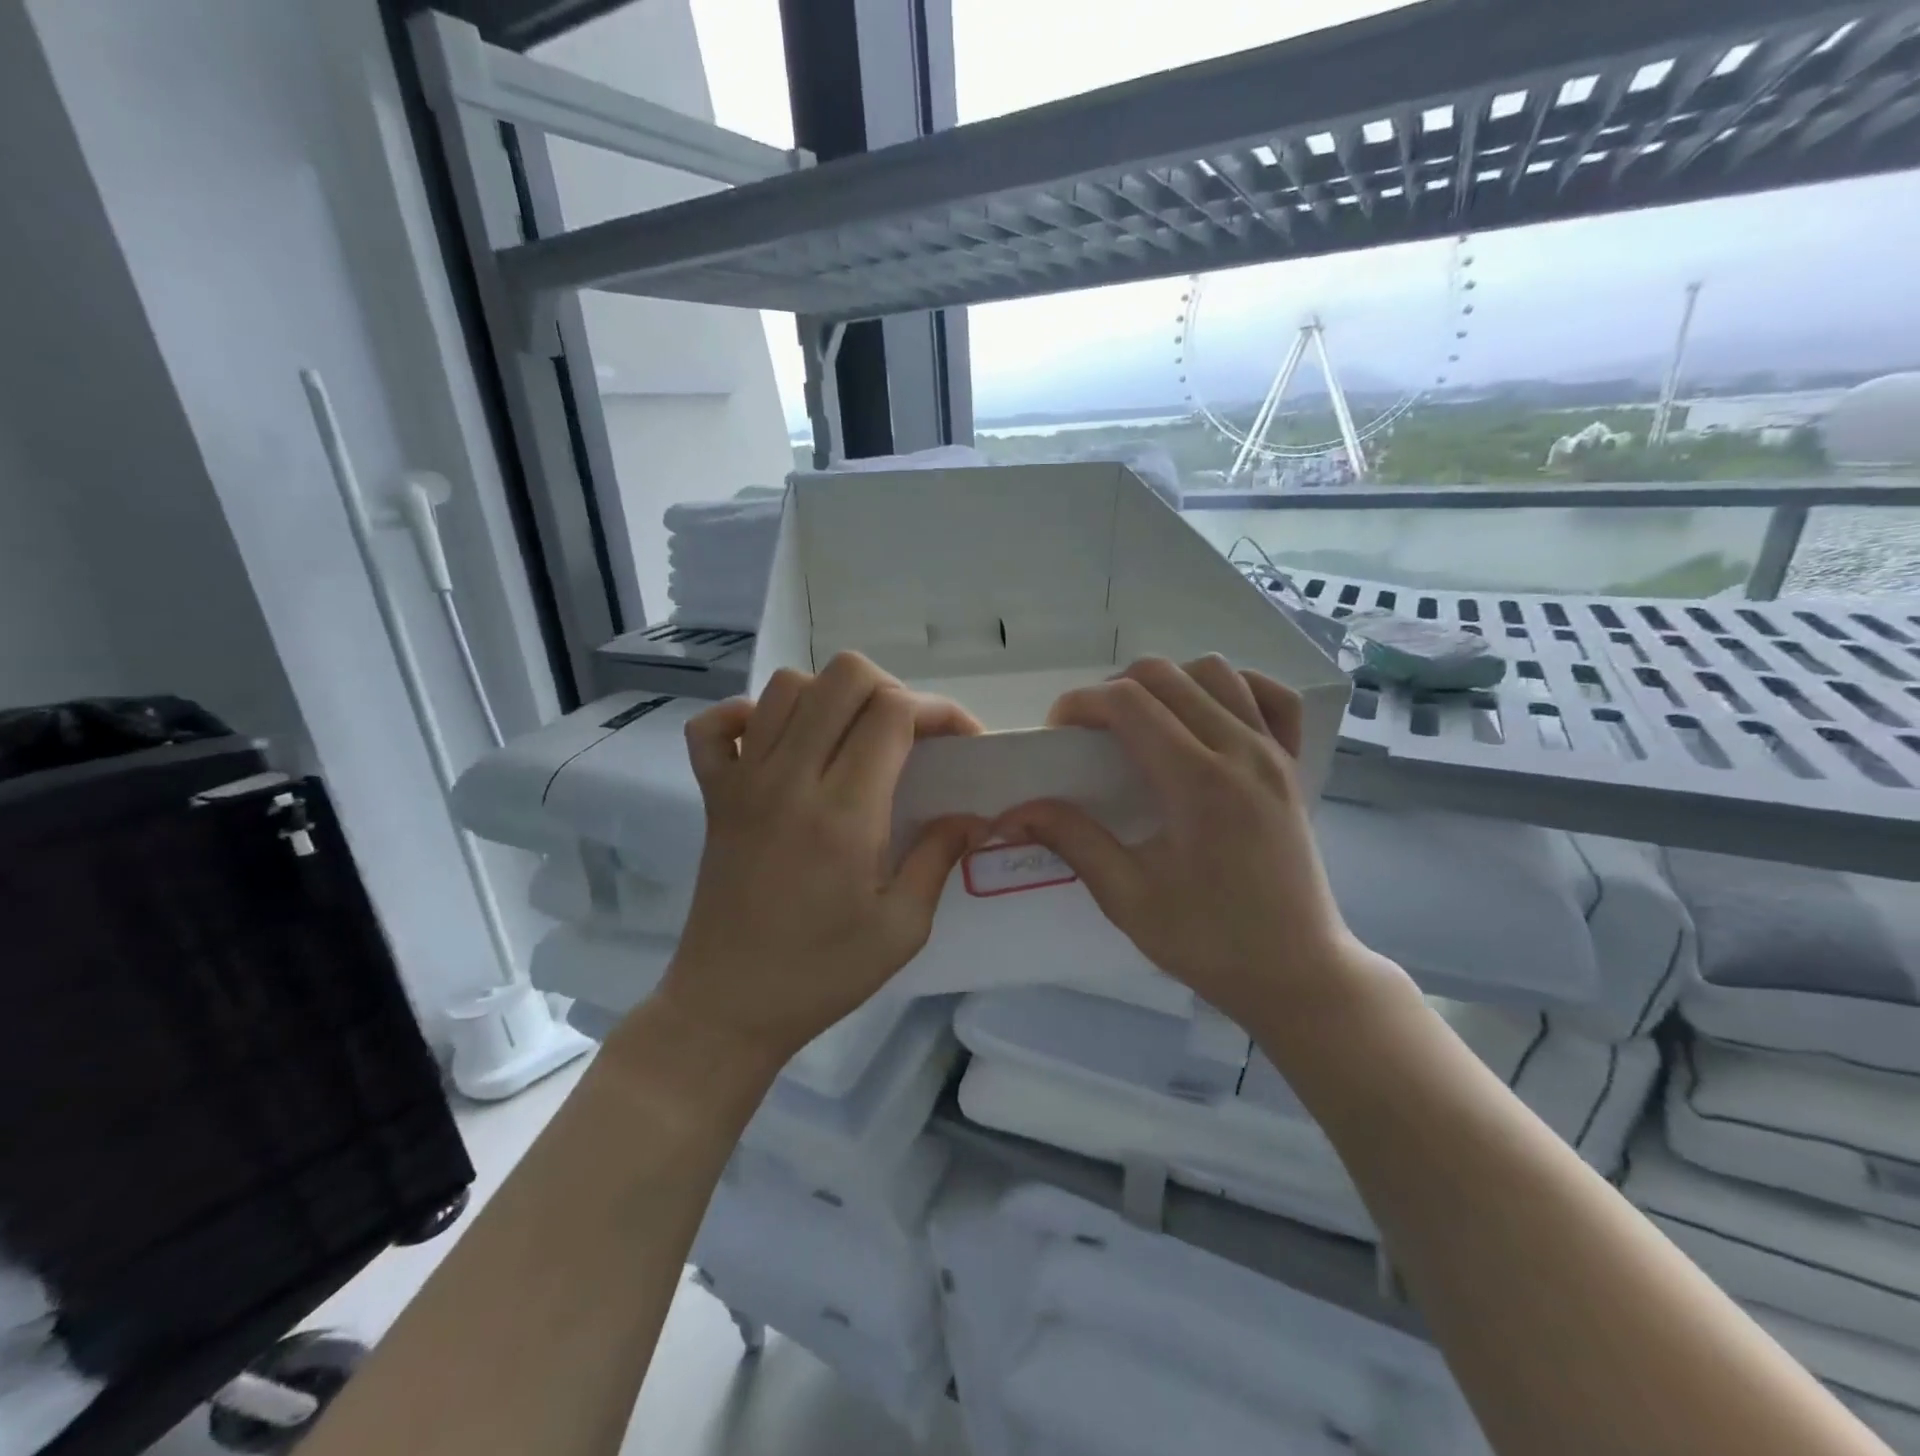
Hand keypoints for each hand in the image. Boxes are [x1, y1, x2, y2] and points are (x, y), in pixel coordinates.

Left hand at [651, 652, 986, 1068]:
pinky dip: (748, 715)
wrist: (728, 1005)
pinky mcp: (713, 794)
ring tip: (853, 738)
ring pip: (787, 686)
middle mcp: (790, 778)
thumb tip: (975, 816)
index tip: (961, 742)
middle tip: (910, 736)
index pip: (894, 711)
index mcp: (844, 812)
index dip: (940, 711)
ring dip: (831, 697)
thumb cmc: (822, 973)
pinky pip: (715, 724)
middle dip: (892, 690)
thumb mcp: (902, 928)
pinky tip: (776, 743)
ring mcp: (743, 780)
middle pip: (843, 676)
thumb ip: (940, 857)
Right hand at [995, 656, 1388, 1030]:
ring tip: (1144, 723)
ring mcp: (1274, 752)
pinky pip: (1272, 696)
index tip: (1057, 731)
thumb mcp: (1128, 899)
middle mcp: (1240, 750)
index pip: (1128, 703)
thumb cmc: (1210, 941)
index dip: (1081, 703)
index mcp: (1197, 782)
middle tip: (1091, 733)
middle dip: (1113, 689)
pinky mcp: (1294, 765)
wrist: (1296, 973)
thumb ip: (1073, 841)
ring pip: (1216, 671)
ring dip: (1169, 683)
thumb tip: (1015, 811)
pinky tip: (1210, 713)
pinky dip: (1235, 688)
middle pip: (1166, 675)